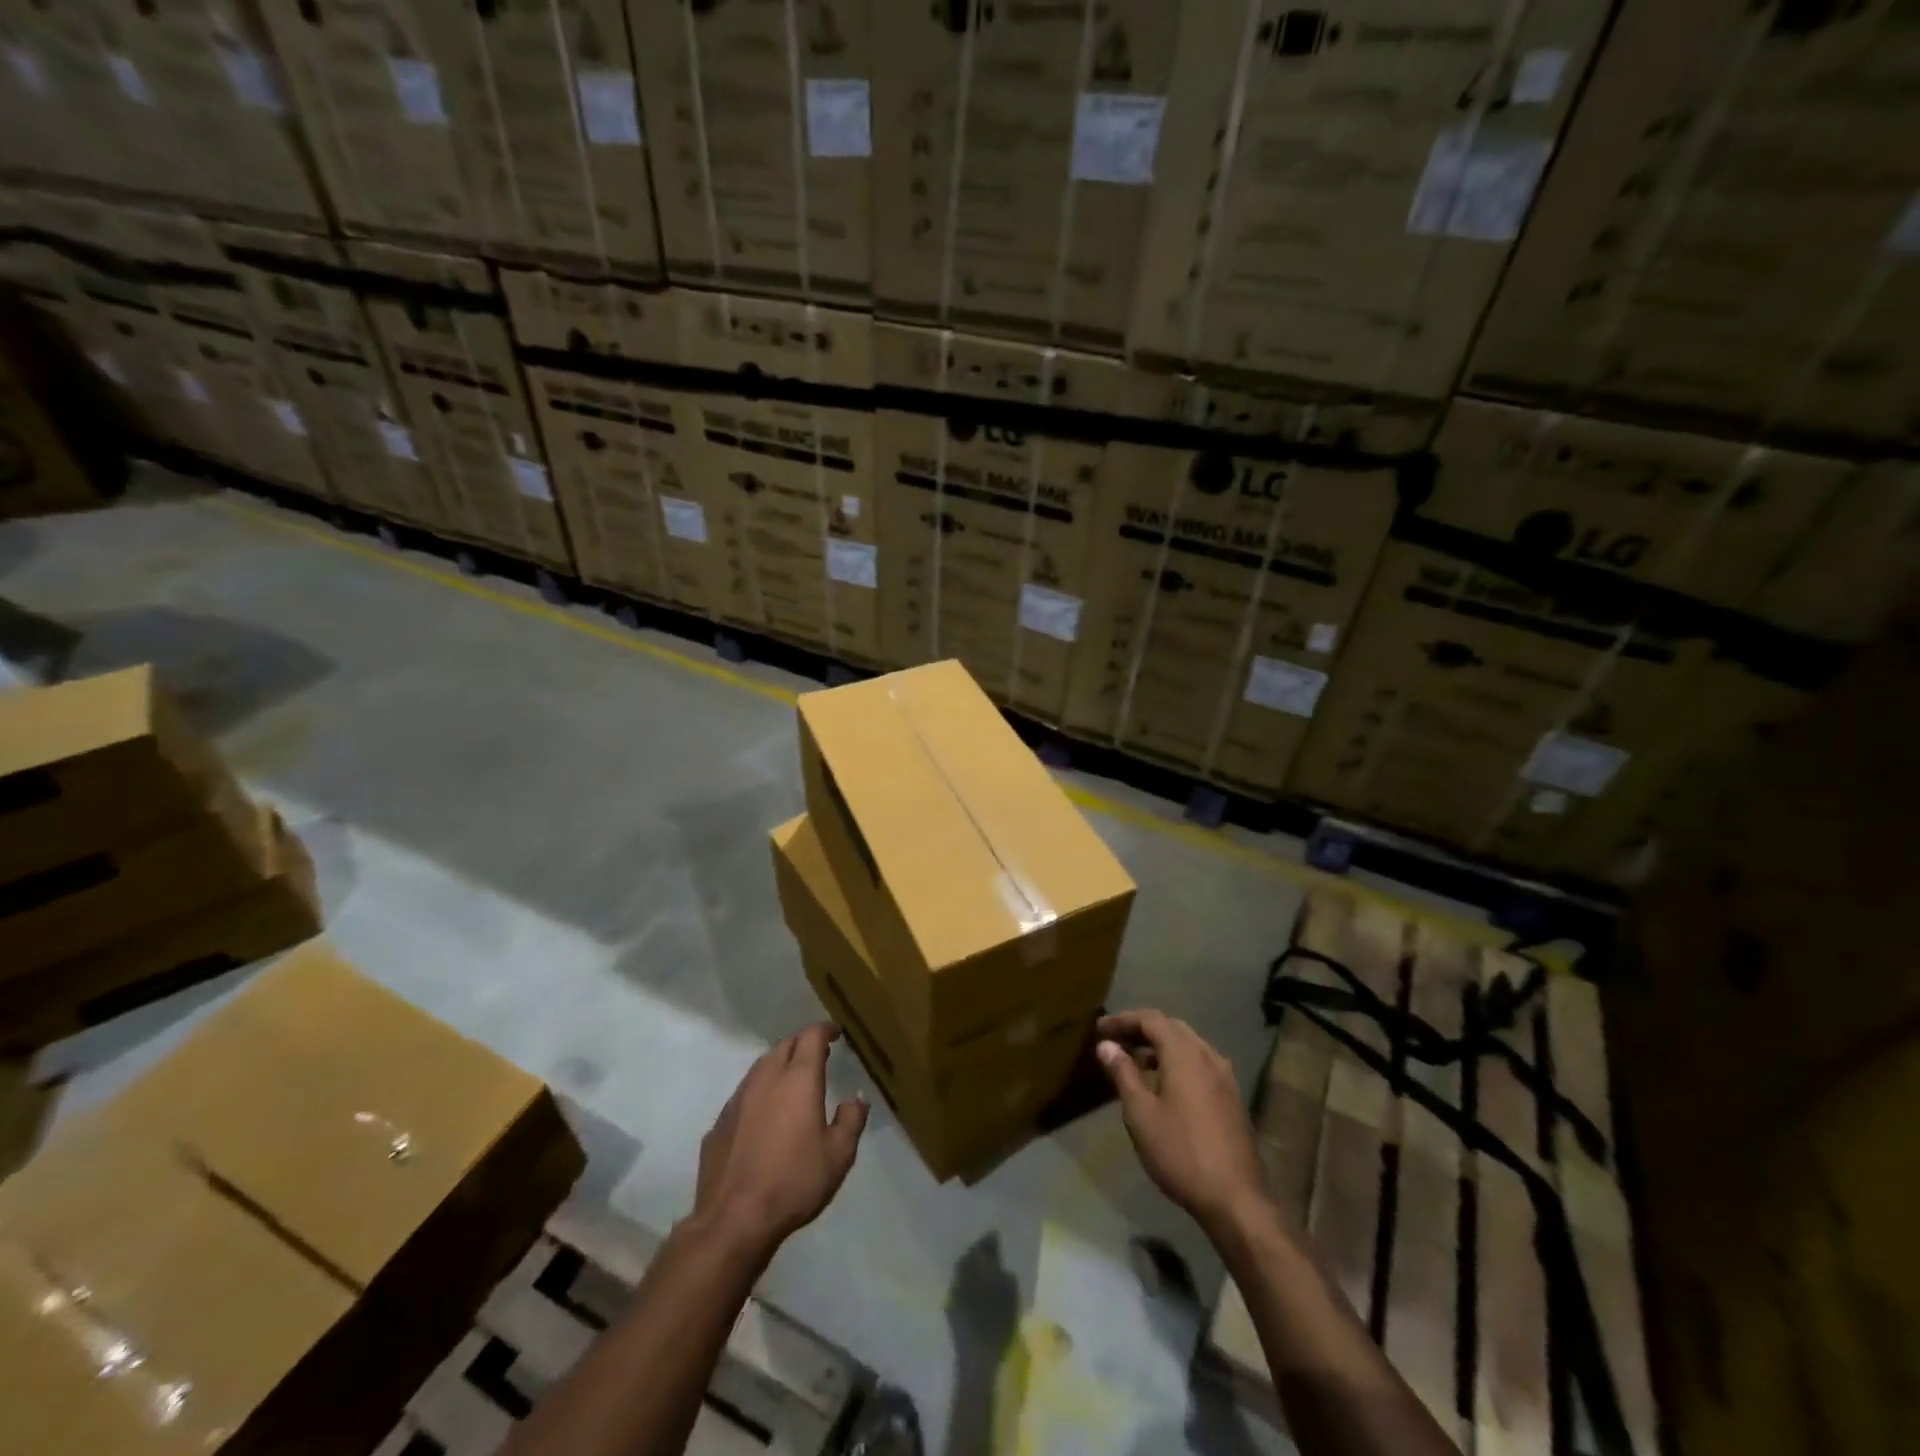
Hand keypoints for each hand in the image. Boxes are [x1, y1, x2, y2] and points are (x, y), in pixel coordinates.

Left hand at [693, 1023, 868, 1257]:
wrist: (733, 1219)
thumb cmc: (794, 1181)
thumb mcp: (838, 1155)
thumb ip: (851, 1120)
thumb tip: (856, 1098)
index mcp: (798, 1079)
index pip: (811, 1036)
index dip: (824, 1030)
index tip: (835, 1033)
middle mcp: (766, 1078)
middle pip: (784, 1046)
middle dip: (802, 1044)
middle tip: (817, 1055)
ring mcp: (738, 1099)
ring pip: (761, 1067)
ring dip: (779, 1065)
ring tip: (791, 1080)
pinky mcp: (719, 1123)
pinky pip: (744, 1095)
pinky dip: (759, 1093)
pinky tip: (764, 1115)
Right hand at [1096, 1010, 1267, 1236]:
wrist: (1235, 1198)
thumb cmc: (1180, 1151)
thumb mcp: (1140, 1113)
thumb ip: (1123, 1073)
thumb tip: (1107, 1045)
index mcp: (1184, 1053)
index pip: (1150, 1018)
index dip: (1123, 1019)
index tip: (1099, 1029)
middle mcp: (1208, 1054)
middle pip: (1171, 1027)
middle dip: (1141, 1030)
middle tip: (1115, 1041)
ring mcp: (1224, 1076)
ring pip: (1187, 1046)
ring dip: (1160, 1047)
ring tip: (1134, 1062)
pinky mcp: (1231, 1097)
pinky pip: (1199, 1064)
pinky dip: (1176, 1062)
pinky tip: (1163, 1085)